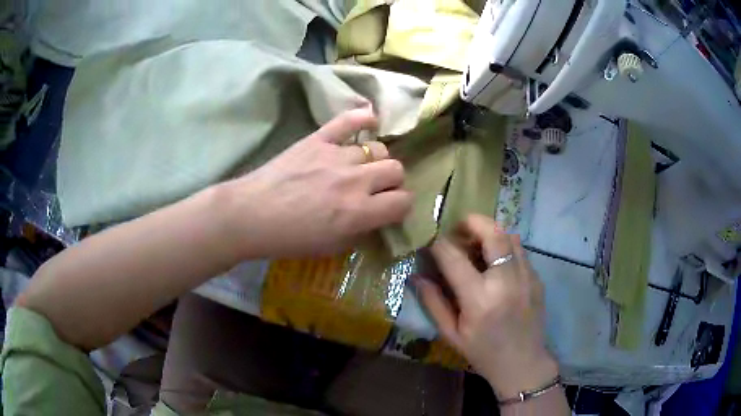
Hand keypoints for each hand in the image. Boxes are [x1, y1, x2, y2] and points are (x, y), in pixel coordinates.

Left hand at [220, 107, 411, 257]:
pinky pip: (348, 120)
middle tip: (377, 189)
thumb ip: (361, 231)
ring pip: (378, 149)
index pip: (403, 202)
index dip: (401, 206)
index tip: (391, 209)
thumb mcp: (331, 247)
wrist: (251, 215)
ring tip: (362, 167)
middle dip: (392, 182)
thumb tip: (376, 217)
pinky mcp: (318, 139)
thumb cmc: (289, 238)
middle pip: (396, 169)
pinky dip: (363, 118)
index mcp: (359, 212)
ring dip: (375, 161)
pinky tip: (370, 121)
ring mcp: (337, 156)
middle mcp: (355, 181)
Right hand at [415, 215, 557, 398]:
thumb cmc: (483, 353)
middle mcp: (506, 282)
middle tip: (459, 229)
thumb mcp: (452, 334)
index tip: (430, 238)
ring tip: (478, 244)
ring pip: (510, 236)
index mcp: (479, 299)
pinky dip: (505, 247)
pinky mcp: (537, 279)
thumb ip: (433, 303)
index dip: (438, 243)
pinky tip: (497, 263)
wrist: (523, 364)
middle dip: (472, 222)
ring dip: (490, 233)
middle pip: (492, 233)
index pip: (454, 258)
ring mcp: (526, 277)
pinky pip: (520, 250)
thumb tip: (417, 276)